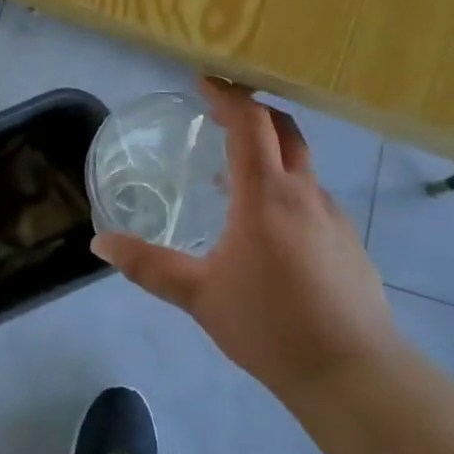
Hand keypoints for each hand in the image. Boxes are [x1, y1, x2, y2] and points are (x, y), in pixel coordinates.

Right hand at [91, 80, 396, 399]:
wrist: (353, 373)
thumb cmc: (270, 325)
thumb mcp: (199, 295)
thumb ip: (148, 266)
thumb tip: (100, 243)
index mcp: (266, 195)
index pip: (250, 123)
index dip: (227, 95)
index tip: (204, 81)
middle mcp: (304, 192)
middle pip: (283, 129)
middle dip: (252, 111)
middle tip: (218, 114)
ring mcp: (333, 215)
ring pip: (300, 164)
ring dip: (269, 153)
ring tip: (233, 177)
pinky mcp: (349, 241)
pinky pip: (312, 197)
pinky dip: (286, 189)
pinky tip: (268, 229)